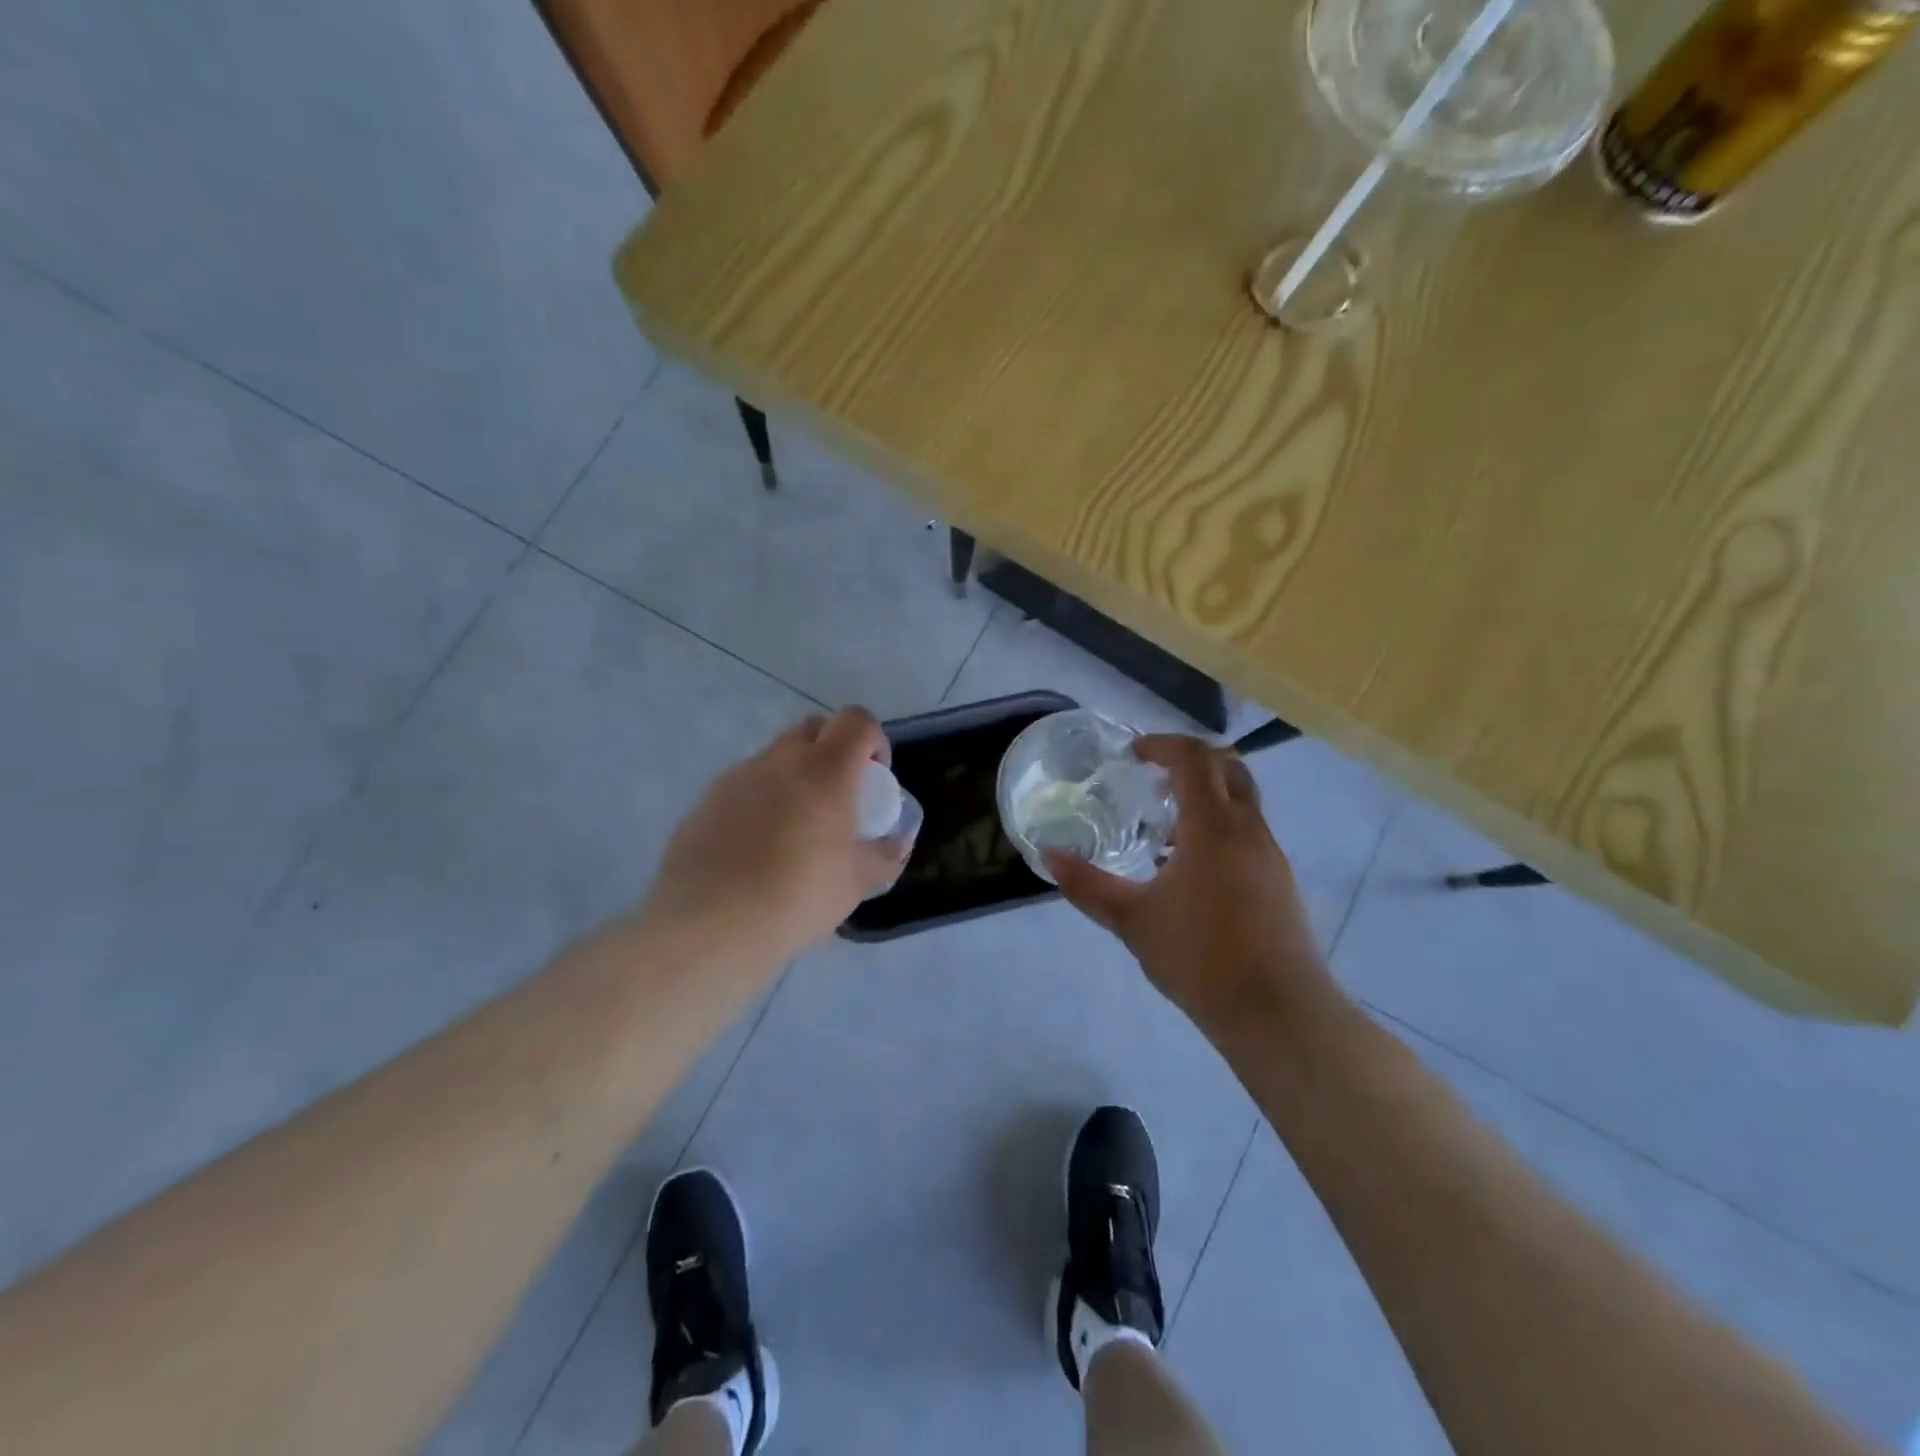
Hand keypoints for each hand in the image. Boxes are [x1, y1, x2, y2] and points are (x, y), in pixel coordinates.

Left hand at [641, 708, 909, 965]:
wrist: (709, 926)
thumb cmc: (796, 898)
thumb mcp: (856, 884)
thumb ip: (885, 856)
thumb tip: (896, 842)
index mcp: (825, 770)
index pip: (857, 721)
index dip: (874, 740)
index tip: (875, 777)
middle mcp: (780, 760)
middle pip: (814, 728)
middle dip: (833, 749)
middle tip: (839, 796)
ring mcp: (738, 776)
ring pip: (776, 757)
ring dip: (795, 776)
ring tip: (795, 830)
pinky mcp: (707, 800)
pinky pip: (746, 785)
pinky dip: (761, 800)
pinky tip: (757, 848)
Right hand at [1046, 735, 1337, 1038]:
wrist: (1278, 1012)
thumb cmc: (1200, 957)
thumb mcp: (1132, 920)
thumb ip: (1087, 885)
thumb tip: (1048, 856)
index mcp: (1213, 826)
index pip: (1194, 757)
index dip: (1162, 745)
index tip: (1133, 754)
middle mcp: (1248, 829)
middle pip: (1228, 767)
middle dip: (1190, 762)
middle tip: (1152, 781)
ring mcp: (1270, 855)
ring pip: (1242, 802)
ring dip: (1205, 798)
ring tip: (1164, 832)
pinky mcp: (1280, 882)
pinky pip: (1248, 833)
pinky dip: (1219, 829)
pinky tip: (1191, 871)